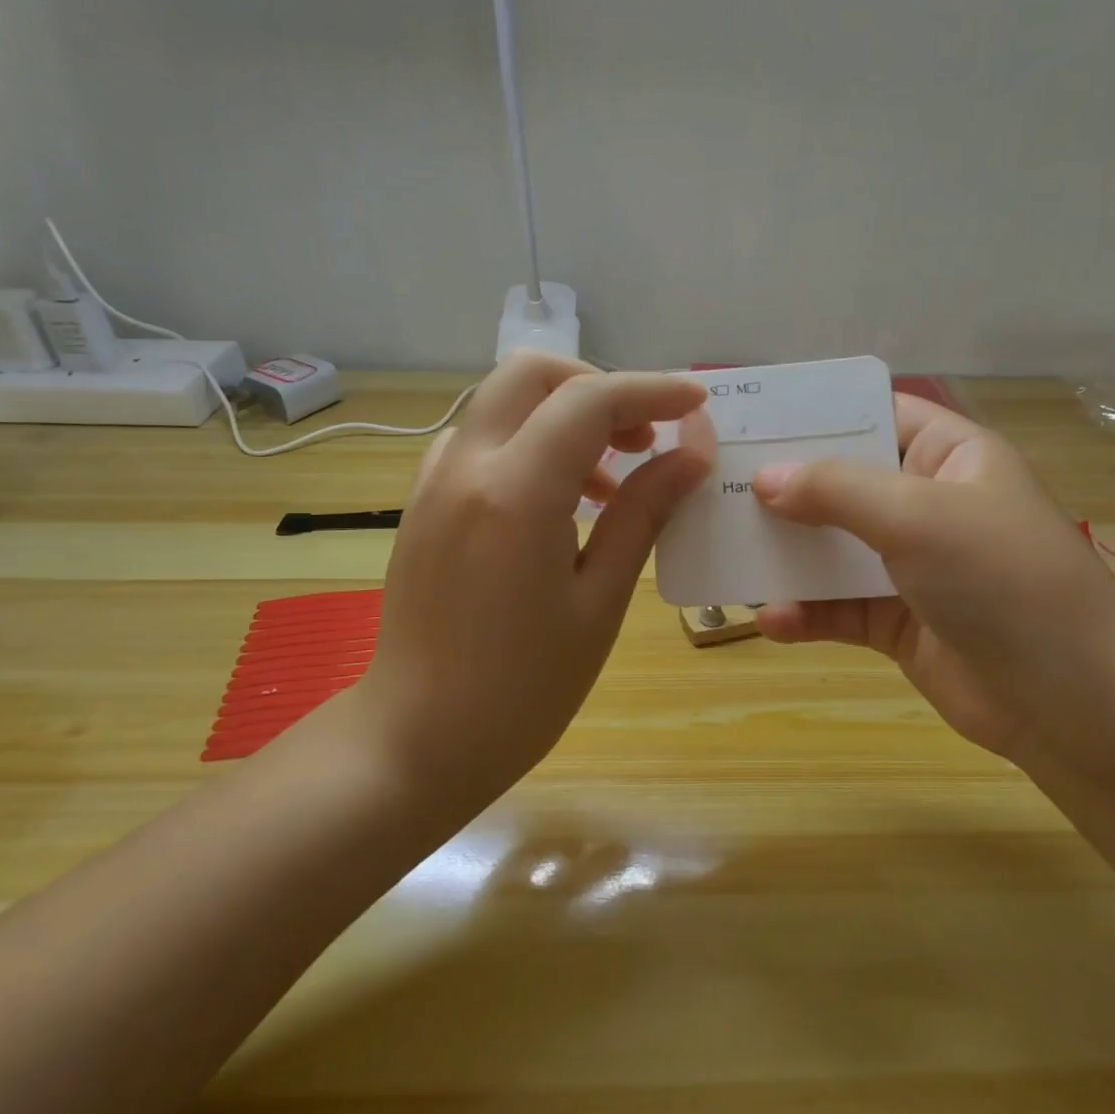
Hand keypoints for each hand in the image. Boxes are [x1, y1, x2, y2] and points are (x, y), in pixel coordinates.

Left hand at [361, 354, 711, 806]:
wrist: (417, 740)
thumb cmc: (522, 690)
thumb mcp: (599, 602)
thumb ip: (643, 515)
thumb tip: (691, 457)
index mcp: (515, 492)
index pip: (589, 400)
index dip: (651, 390)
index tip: (697, 405)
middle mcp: (466, 466)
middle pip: (532, 373)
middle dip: (599, 386)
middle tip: (644, 437)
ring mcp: (435, 481)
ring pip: (503, 402)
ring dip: (564, 415)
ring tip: (612, 480)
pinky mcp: (424, 503)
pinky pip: (481, 440)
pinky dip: (529, 442)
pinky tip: (559, 501)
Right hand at [753, 395, 1114, 760]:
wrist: (1072, 704)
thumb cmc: (1002, 581)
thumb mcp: (918, 516)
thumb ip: (837, 490)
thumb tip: (764, 478)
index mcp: (948, 456)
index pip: (875, 413)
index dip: (818, 412)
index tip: (752, 416)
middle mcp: (927, 504)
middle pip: (842, 482)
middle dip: (784, 487)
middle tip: (717, 486)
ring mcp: (911, 566)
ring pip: (833, 548)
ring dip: (786, 554)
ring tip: (728, 554)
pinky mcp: (897, 622)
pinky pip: (838, 609)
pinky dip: (806, 613)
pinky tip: (771, 619)